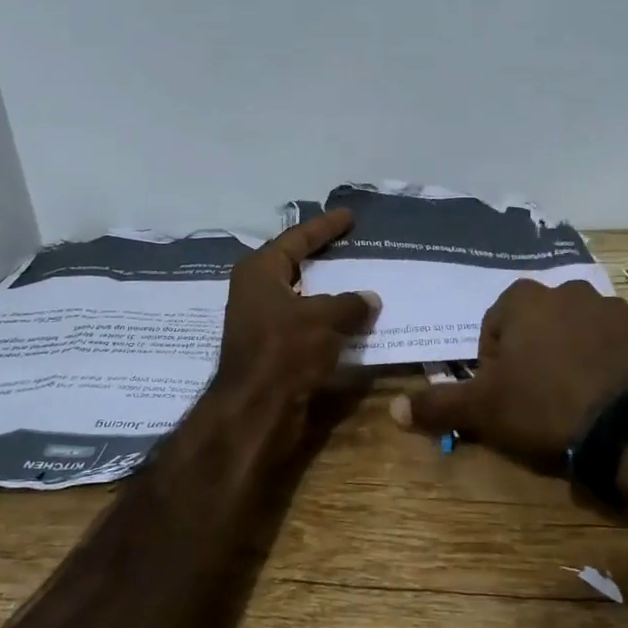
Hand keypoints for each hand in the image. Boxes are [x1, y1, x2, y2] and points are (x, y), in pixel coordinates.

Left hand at [209, 208, 378, 426]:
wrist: (256, 411)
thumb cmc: (284, 351)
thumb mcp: (324, 318)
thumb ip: (350, 303)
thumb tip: (370, 298)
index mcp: (259, 271)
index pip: (296, 238)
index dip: (325, 226)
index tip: (349, 216)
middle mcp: (256, 292)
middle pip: (296, 266)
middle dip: (326, 258)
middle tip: (356, 246)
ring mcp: (262, 323)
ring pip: (303, 298)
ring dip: (331, 293)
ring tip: (362, 282)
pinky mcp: (273, 350)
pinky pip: (307, 325)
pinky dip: (329, 321)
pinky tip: (354, 322)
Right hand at [389, 279, 627, 471]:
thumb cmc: (546, 408)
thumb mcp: (484, 411)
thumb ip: (438, 405)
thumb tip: (393, 409)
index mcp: (523, 300)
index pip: (494, 327)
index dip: (494, 364)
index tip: (504, 396)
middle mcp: (568, 291)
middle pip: (536, 326)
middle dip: (532, 356)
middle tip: (537, 400)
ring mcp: (612, 308)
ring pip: (577, 332)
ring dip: (571, 356)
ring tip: (575, 401)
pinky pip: (615, 345)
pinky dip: (607, 364)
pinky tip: (608, 398)